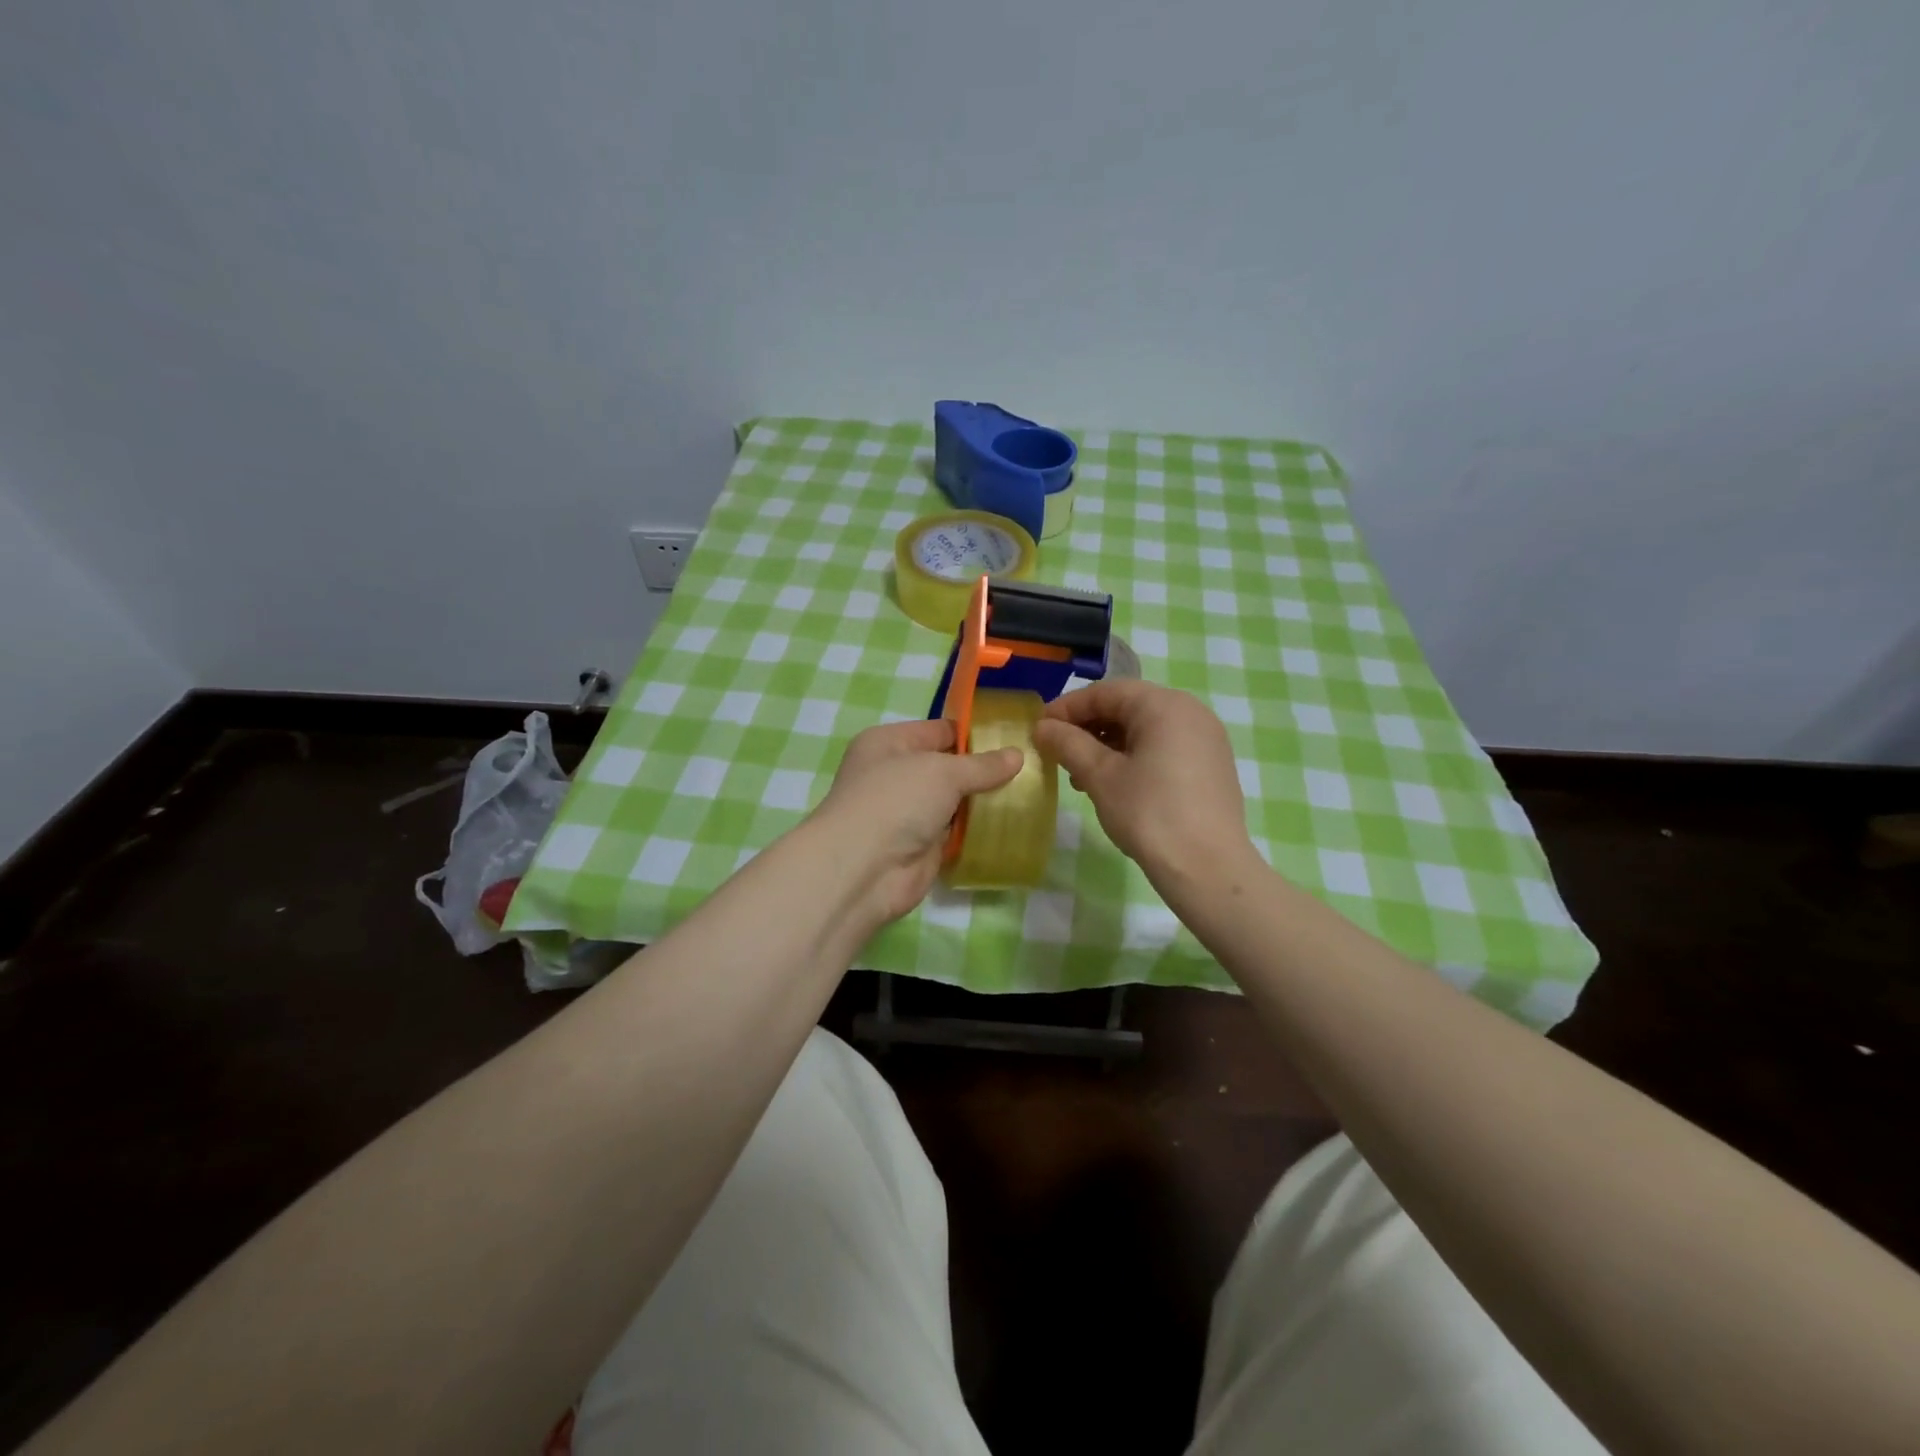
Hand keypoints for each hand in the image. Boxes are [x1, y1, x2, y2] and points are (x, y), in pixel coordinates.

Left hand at [808, 717, 1021, 926]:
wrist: (864, 868)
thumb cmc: (896, 800)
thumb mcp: (942, 772)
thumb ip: (981, 765)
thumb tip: (1018, 755)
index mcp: (889, 743)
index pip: (940, 731)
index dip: (975, 733)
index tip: (1015, 738)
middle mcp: (896, 774)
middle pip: (948, 767)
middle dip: (984, 770)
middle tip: (1029, 768)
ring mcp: (908, 812)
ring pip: (954, 801)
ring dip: (983, 801)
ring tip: (1029, 794)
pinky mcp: (921, 846)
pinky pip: (956, 832)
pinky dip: (977, 830)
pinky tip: (1011, 824)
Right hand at [1033, 680, 1253, 886]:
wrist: (1208, 868)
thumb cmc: (1149, 814)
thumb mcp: (1100, 776)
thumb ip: (1068, 744)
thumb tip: (1043, 726)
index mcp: (1164, 705)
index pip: (1105, 692)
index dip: (1067, 708)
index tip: (1039, 729)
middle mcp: (1190, 711)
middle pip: (1127, 707)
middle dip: (1088, 727)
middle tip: (1058, 753)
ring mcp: (1206, 738)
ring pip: (1145, 729)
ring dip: (1108, 744)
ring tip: (1081, 776)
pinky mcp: (1212, 764)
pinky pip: (1164, 746)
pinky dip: (1135, 757)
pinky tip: (1115, 785)